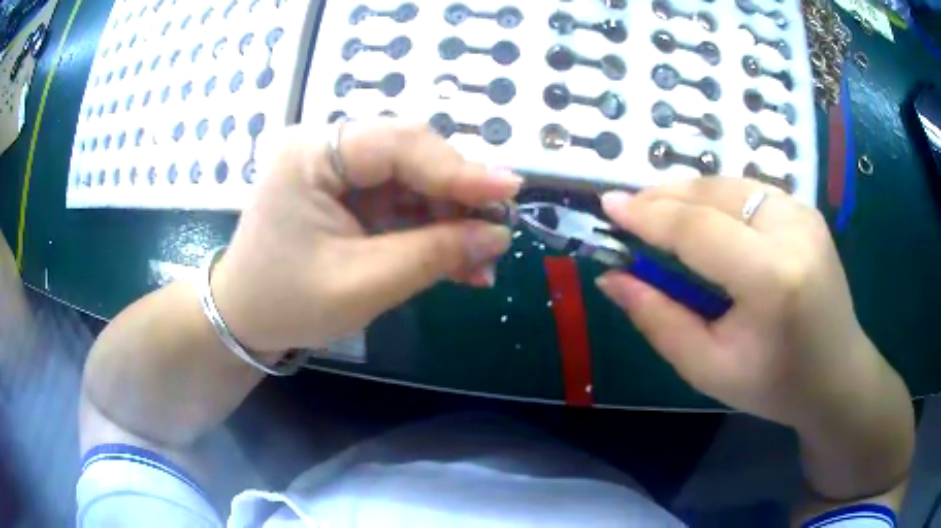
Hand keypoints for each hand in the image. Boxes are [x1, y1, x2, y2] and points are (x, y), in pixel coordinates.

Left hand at [210, 120, 520, 353]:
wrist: (244, 319)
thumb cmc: (286, 304)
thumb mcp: (362, 284)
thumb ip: (434, 255)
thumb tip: (497, 234)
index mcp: (310, 155)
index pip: (398, 144)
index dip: (458, 169)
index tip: (509, 192)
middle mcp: (323, 147)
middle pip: (409, 154)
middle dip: (456, 195)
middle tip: (496, 233)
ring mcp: (334, 168)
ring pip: (411, 178)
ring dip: (449, 217)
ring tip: (481, 260)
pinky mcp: (345, 192)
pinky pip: (399, 200)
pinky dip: (429, 228)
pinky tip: (457, 258)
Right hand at [596, 179, 891, 427]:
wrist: (837, 375)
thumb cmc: (773, 385)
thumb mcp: (707, 368)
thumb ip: (657, 319)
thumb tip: (612, 277)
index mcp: (772, 278)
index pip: (698, 229)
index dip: (648, 213)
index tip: (609, 205)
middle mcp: (793, 230)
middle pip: (714, 193)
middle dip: (664, 196)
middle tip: (629, 209)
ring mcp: (804, 214)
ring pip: (731, 184)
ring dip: (689, 194)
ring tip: (660, 213)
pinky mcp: (807, 211)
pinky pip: (750, 191)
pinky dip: (718, 198)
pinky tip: (703, 218)